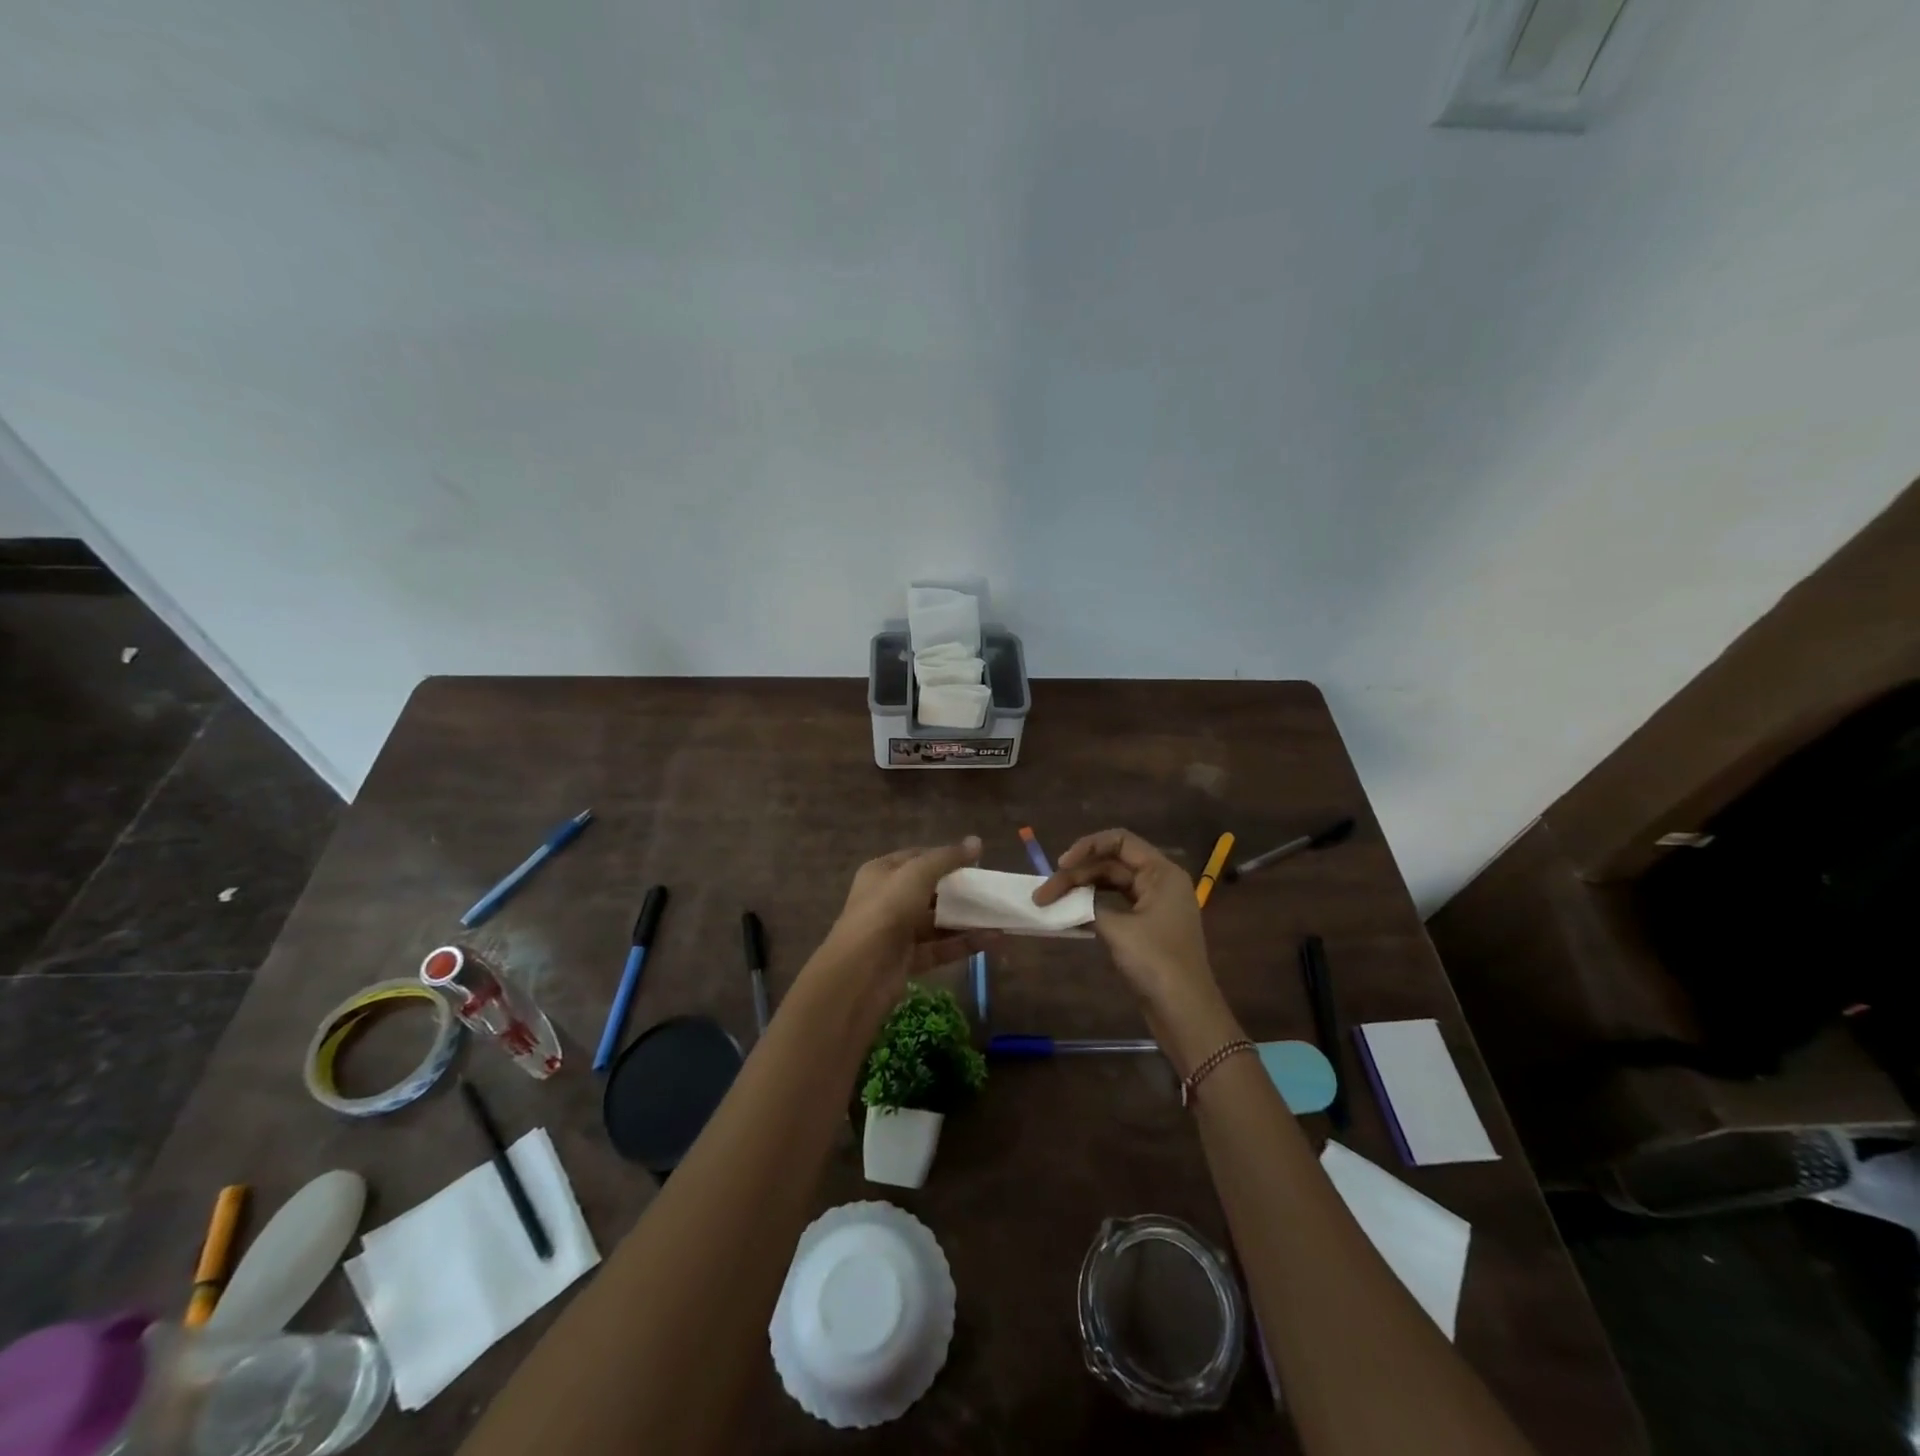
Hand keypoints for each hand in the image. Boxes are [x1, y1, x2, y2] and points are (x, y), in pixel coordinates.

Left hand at [817, 838, 987, 999]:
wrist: (861, 970)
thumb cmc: (886, 909)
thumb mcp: (917, 874)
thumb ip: (948, 858)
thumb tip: (976, 841)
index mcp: (881, 873)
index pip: (916, 858)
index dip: (943, 857)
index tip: (974, 861)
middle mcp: (886, 900)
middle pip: (928, 891)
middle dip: (958, 891)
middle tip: (989, 890)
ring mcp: (896, 932)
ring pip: (936, 922)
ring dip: (966, 920)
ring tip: (999, 917)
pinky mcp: (907, 961)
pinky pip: (940, 949)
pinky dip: (964, 944)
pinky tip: (993, 939)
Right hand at [1034, 829, 1218, 1020]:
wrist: (1184, 1012)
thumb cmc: (1156, 963)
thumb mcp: (1118, 929)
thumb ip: (1089, 905)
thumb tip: (1068, 899)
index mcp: (1161, 873)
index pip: (1120, 841)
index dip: (1087, 846)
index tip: (1060, 865)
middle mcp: (1159, 882)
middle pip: (1111, 863)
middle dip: (1076, 875)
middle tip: (1044, 894)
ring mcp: (1153, 905)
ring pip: (1110, 884)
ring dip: (1081, 891)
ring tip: (1050, 902)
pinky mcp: (1145, 927)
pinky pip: (1114, 905)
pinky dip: (1091, 907)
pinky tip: (1068, 916)